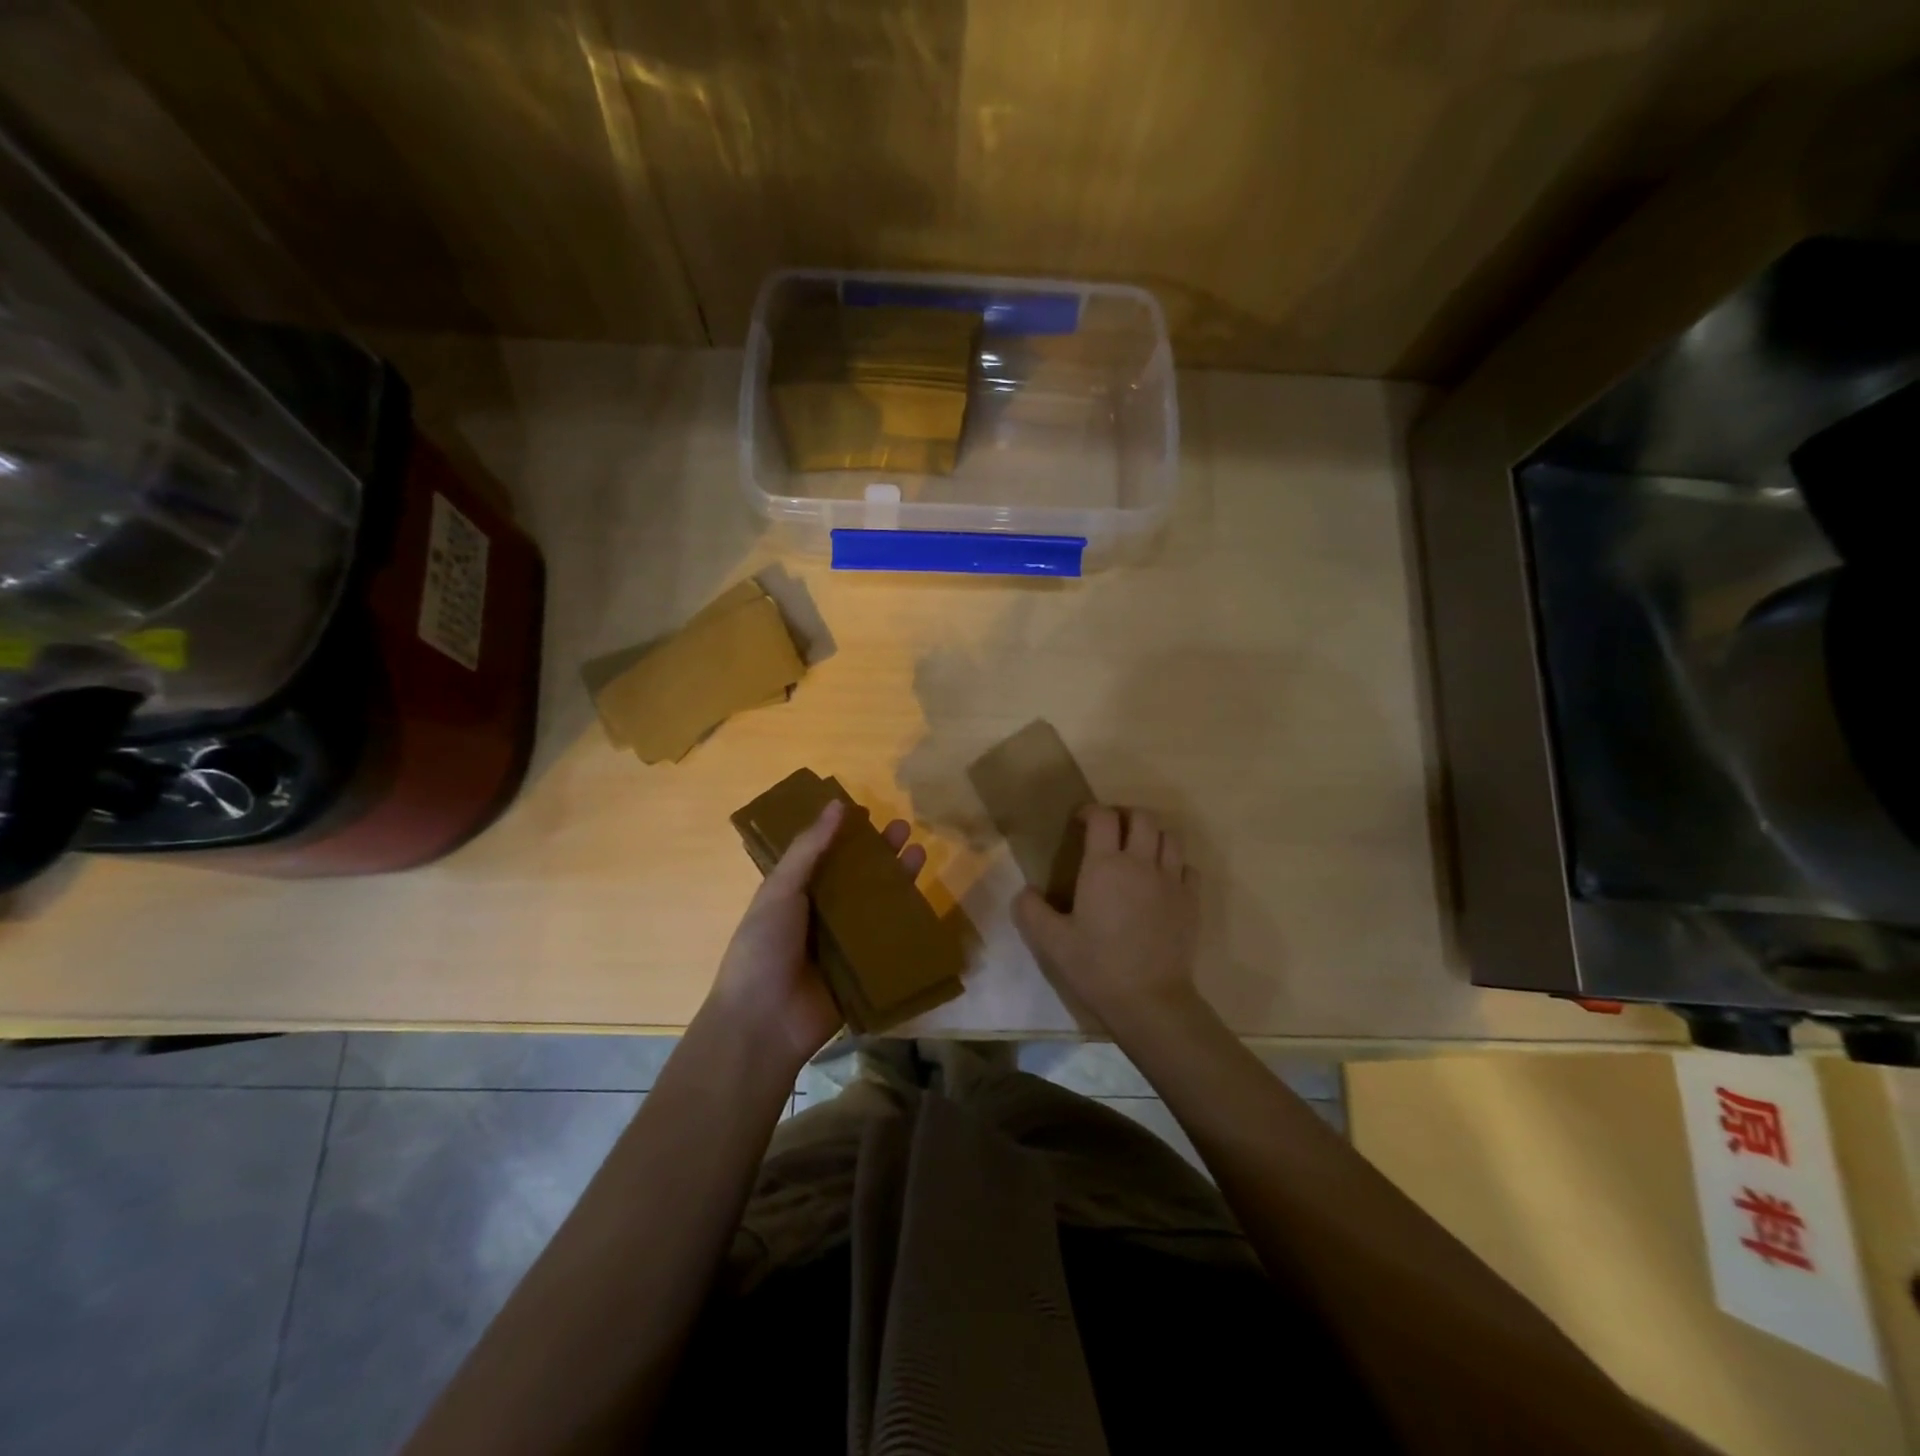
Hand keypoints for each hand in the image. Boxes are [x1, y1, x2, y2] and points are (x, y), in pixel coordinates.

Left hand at [706, 799, 928, 1072]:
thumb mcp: (780, 890)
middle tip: (904, 829)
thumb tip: (838, 804)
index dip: (845, 833)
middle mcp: (820, 914)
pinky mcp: (862, 971)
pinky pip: (887, 943)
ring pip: (876, 906)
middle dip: (879, 853)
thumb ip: (809, 849)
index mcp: (795, 893)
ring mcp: (843, 944)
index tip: (869, 812)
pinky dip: (904, 924)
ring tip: (920, 854)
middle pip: (856, 877)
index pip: (825, 854)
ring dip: (896, 881)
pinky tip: (925, 903)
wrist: (764, 1023)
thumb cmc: (763, 948)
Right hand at [1012, 806, 1200, 1034]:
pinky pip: (1188, 867)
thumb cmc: (1097, 967)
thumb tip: (1025, 891)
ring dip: (1153, 835)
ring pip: (1170, 837)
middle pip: (1142, 817)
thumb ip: (1031, 911)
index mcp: (1105, 866)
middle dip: (1125, 815)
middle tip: (1111, 831)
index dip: (1091, 811)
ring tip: (1139, 851)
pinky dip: (1175, 865)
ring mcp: (1171, 881)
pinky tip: (1163, 881)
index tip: (1080, 822)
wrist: (1150, 1000)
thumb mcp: (1052, 942)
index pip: (1103, 817)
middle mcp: (1141, 863)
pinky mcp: (1192, 901)